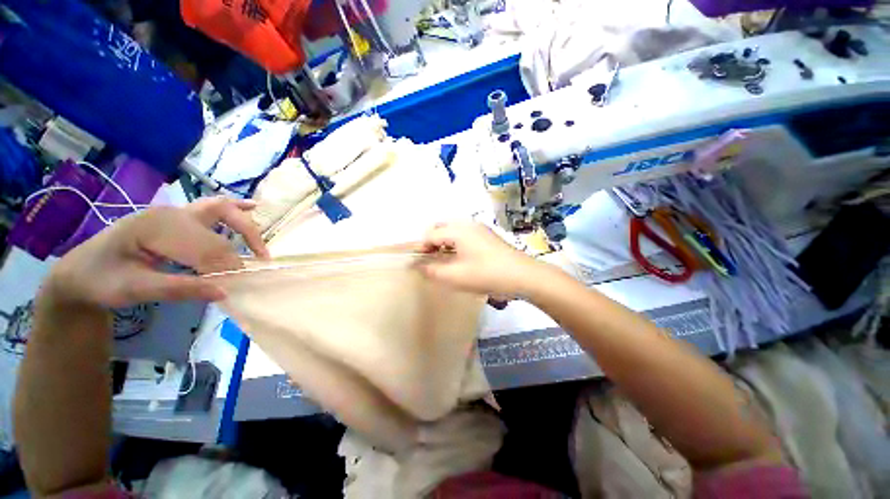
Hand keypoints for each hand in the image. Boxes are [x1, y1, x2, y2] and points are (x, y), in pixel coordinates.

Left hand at [43, 197, 268, 308]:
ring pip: (222, 209)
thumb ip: (179, 289)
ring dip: (246, 226)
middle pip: (219, 227)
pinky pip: (214, 206)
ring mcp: (175, 212)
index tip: (235, 287)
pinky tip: (253, 207)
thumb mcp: (134, 290)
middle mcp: (170, 213)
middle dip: (241, 249)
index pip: (205, 247)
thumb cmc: (102, 280)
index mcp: (156, 228)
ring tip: (260, 248)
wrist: (81, 270)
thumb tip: (224, 292)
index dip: (226, 267)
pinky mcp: (178, 216)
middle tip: (255, 268)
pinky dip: (236, 207)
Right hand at [418, 221, 542, 296]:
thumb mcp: (456, 276)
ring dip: (444, 242)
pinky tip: (461, 258)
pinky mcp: (487, 236)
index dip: (422, 248)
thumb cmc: (486, 274)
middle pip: (441, 227)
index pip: (431, 234)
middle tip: (431, 259)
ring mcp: (479, 228)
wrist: (523, 275)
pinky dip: (456, 243)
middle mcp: (467, 224)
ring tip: (444, 260)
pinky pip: (465, 234)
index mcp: (458, 230)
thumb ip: (433, 271)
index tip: (419, 263)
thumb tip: (418, 266)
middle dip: (432, 241)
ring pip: (454, 230)